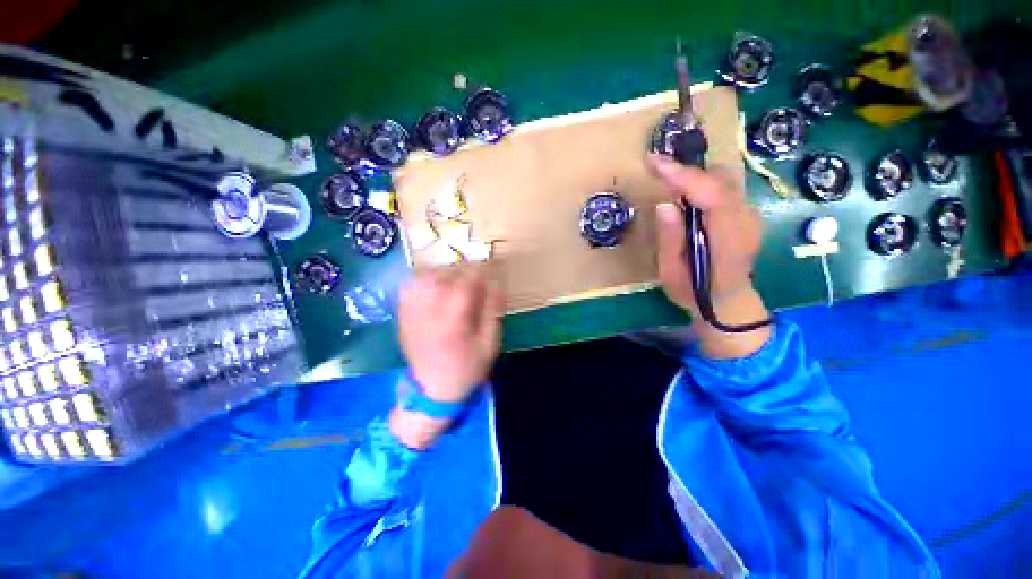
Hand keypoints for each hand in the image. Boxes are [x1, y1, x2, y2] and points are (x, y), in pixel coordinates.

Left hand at [398, 265, 503, 402]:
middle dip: (464, 270)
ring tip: (458, 278)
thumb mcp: (489, 344)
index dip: (480, 271)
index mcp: (452, 323)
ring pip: (425, 276)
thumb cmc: (467, 368)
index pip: (465, 284)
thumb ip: (493, 311)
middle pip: (443, 276)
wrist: (432, 390)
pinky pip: (410, 285)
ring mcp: (412, 313)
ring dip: (445, 271)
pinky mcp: (403, 314)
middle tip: (477, 275)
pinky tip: (437, 284)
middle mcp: (428, 313)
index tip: (492, 266)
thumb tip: (496, 283)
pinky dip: (425, 278)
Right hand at [648, 154, 770, 357]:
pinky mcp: (746, 213)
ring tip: (668, 179)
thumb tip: (664, 204)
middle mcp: (746, 222)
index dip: (685, 177)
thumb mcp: (671, 273)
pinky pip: (725, 187)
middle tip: (657, 169)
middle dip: (688, 171)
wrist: (728, 301)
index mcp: (727, 242)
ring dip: (695, 175)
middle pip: (722, 180)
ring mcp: (751, 216)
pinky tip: (685, 194)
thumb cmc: (694, 291)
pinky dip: (703, 183)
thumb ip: (670, 240)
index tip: (656, 163)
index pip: (713, 197)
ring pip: (725, 179)